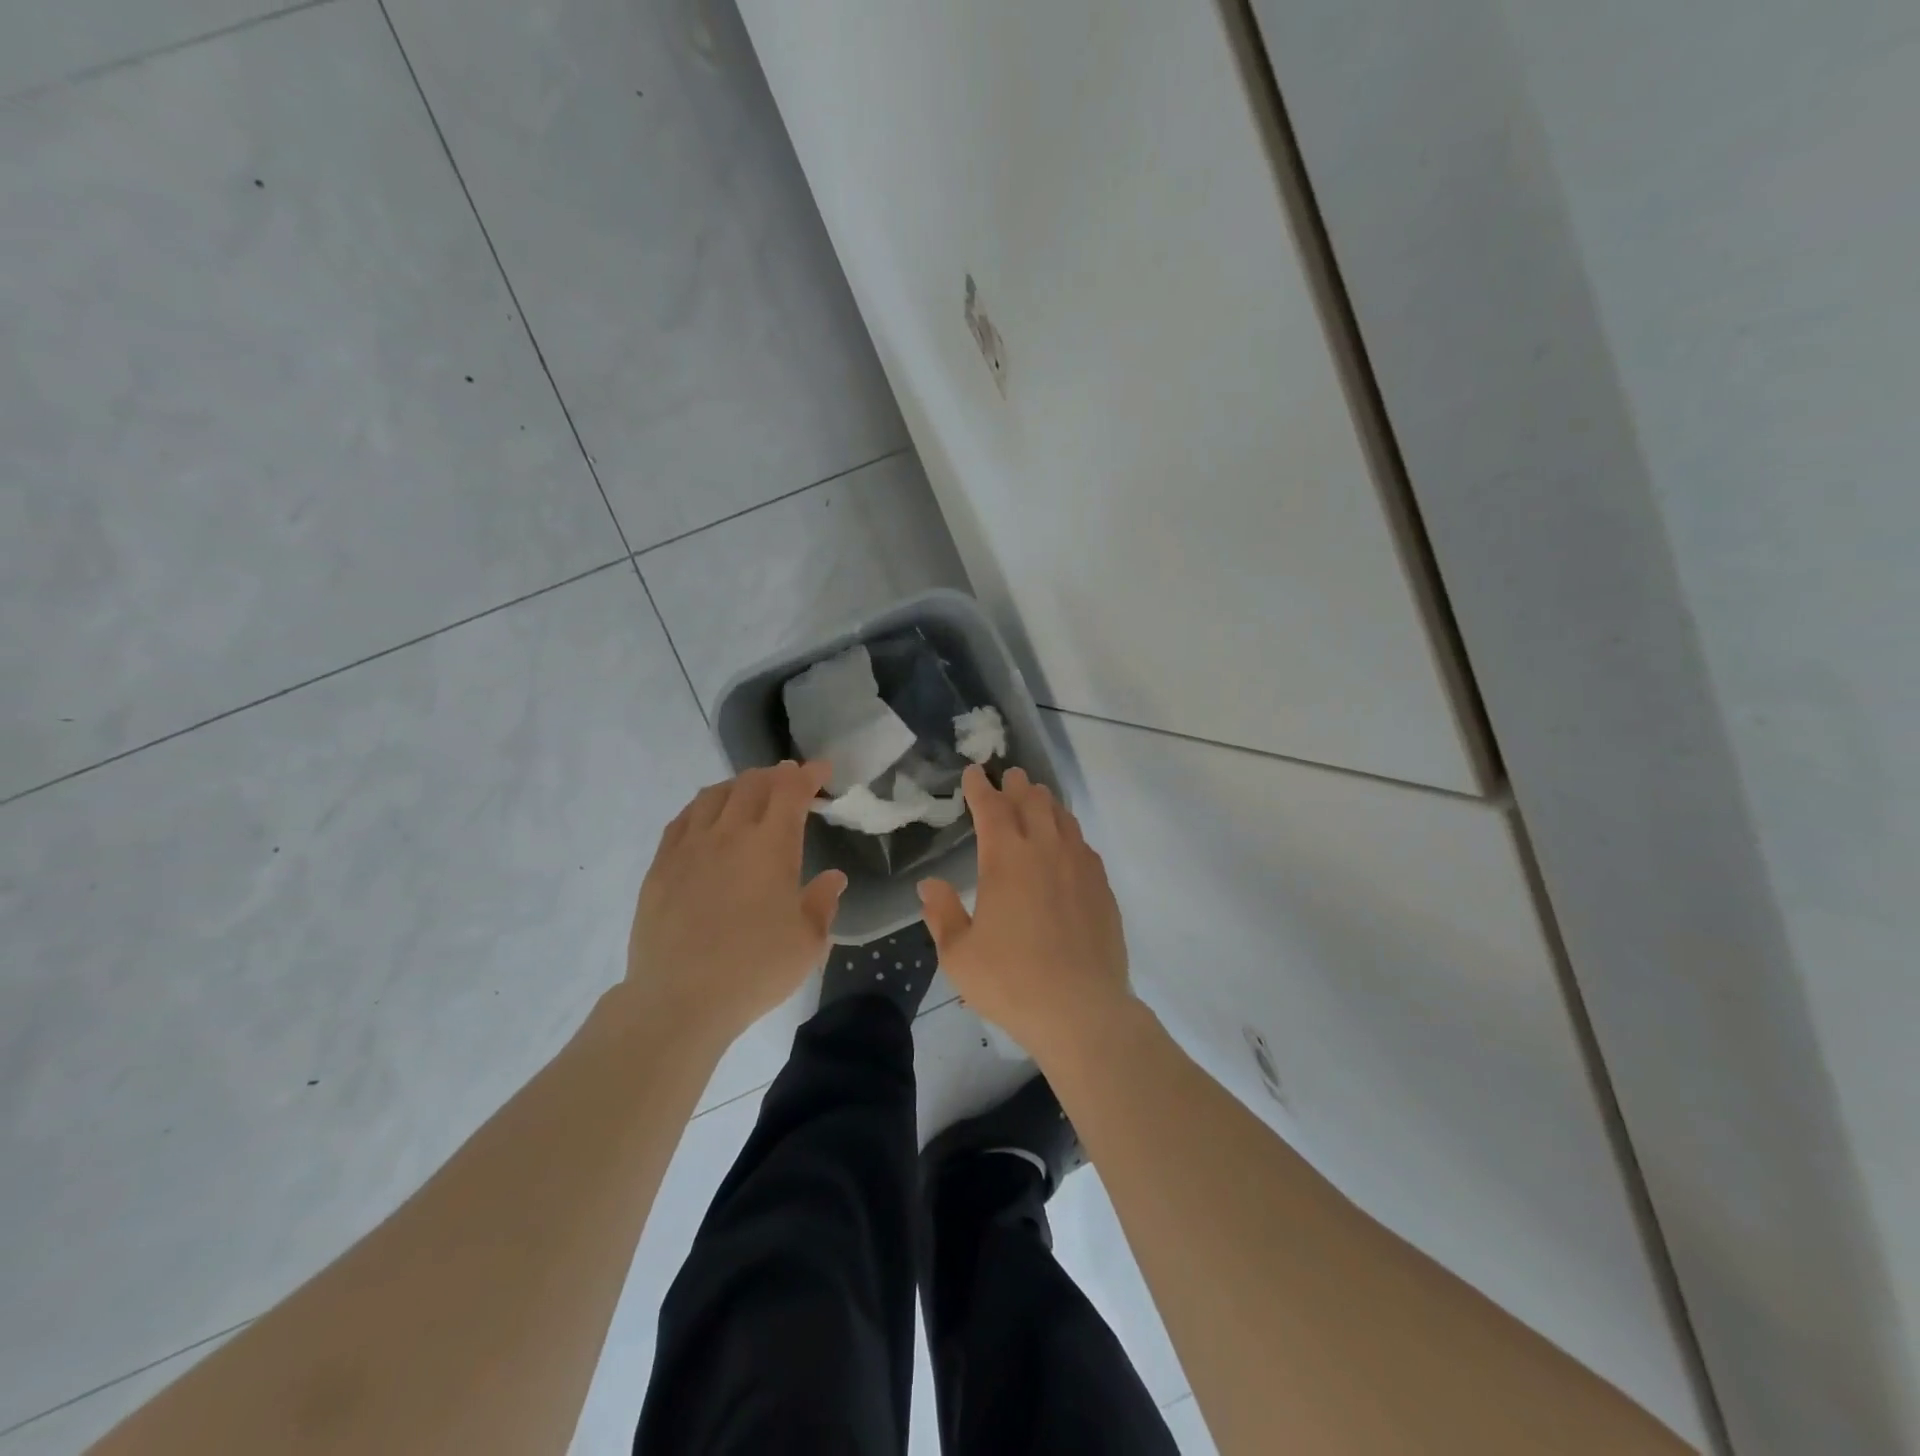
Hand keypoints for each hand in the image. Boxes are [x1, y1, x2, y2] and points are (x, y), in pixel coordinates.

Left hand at [626, 761, 846, 1046]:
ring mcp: (690, 847)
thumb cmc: (754, 970)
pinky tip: (707, 817)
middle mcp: (730, 834)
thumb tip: (833, 878)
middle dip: (775, 775)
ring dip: (738, 785)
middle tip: (789, 781)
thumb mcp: (808, 943)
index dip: (808, 775)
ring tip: (750, 793)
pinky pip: (683, 819)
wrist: (679, 999)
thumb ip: (823, 903)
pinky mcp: (661, 866)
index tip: (821, 770)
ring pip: (714, 795)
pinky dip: (703, 806)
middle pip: (752, 784)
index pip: (791, 791)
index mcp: (771, 846)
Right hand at [918, 765, 1133, 1060]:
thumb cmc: (1010, 981)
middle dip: (1017, 786)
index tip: (973, 773)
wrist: (1081, 1010)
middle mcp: (1045, 851)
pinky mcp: (1102, 887)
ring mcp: (1079, 867)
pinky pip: (1084, 845)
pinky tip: (1068, 842)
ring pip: (1063, 818)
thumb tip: (930, 885)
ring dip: (1046, 803)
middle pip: (1032, 803)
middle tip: (1010, 776)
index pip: (991, 809)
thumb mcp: (959, 954)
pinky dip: (1070, 832)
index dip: (980, 788)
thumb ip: (942, 914)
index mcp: (1006, 860)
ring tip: (1038, 797)